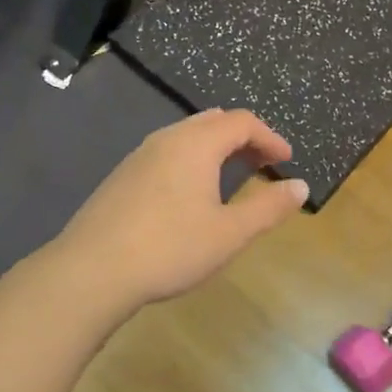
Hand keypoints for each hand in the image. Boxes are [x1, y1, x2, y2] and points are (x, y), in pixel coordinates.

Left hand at [51, 109, 308, 314]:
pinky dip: (191, 159)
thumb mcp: (229, 233)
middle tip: (263, 163)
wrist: (91, 270)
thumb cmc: (169, 248)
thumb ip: (268, 207)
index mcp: (197, 143)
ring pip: (187, 135)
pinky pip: (167, 152)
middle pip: (213, 122)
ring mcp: (140, 155)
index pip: (242, 122)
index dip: (270, 137)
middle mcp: (168, 138)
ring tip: (231, 175)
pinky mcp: (122, 175)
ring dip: (216, 148)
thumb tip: (300, 186)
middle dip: (243, 137)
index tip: (287, 160)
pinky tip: (190, 193)